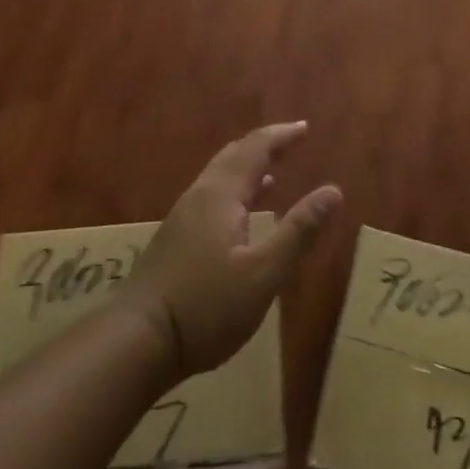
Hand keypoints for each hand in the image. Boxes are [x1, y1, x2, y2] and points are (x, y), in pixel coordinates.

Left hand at [119, 122, 340, 378]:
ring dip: (248, 167)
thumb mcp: (263, 274)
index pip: (255, 148)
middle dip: (264, 145)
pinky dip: (235, 191)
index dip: (281, 135)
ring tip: (273, 171)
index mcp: (221, 195)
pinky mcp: (176, 239)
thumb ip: (298, 232)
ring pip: (220, 177)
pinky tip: (243, 213)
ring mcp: (183, 217)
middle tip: (292, 141)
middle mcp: (199, 196)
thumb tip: (333, 191)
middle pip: (233, 156)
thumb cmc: (205, 307)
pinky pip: (212, 197)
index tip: (305, 128)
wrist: (136, 340)